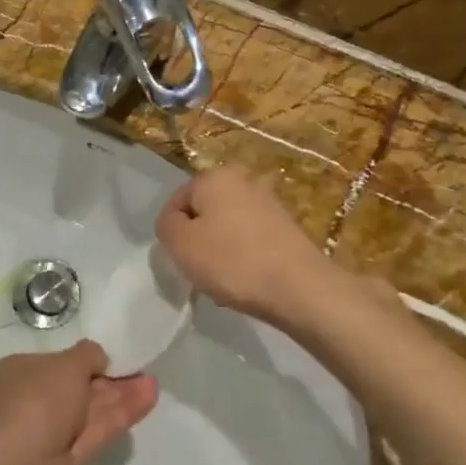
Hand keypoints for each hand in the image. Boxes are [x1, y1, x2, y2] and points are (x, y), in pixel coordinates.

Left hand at [0, 341, 157, 464]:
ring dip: (120, 396)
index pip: (53, 363)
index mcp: (17, 373)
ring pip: (90, 409)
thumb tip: (98, 357)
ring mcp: (49, 431)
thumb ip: (88, 355)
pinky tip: (148, 399)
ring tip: (152, 383)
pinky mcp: (68, 457)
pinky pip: (97, 429)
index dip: (82, 360)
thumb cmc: (37, 400)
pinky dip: (120, 415)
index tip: (110, 358)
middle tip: (140, 370)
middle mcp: (30, 400)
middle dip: (108, 379)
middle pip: (76, 387)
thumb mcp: (67, 364)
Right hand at [155, 167, 330, 323]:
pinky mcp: (287, 226)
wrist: (299, 288)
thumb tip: (175, 221)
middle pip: (204, 212)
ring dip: (221, 248)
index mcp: (215, 176)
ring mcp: (270, 201)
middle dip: (198, 238)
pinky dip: (244, 255)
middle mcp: (244, 179)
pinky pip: (251, 238)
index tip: (180, 257)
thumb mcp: (180, 243)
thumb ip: (166, 225)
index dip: (172, 232)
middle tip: (200, 268)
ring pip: (227, 226)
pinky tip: (247, 278)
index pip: (176, 202)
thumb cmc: (232, 261)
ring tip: (224, 277)